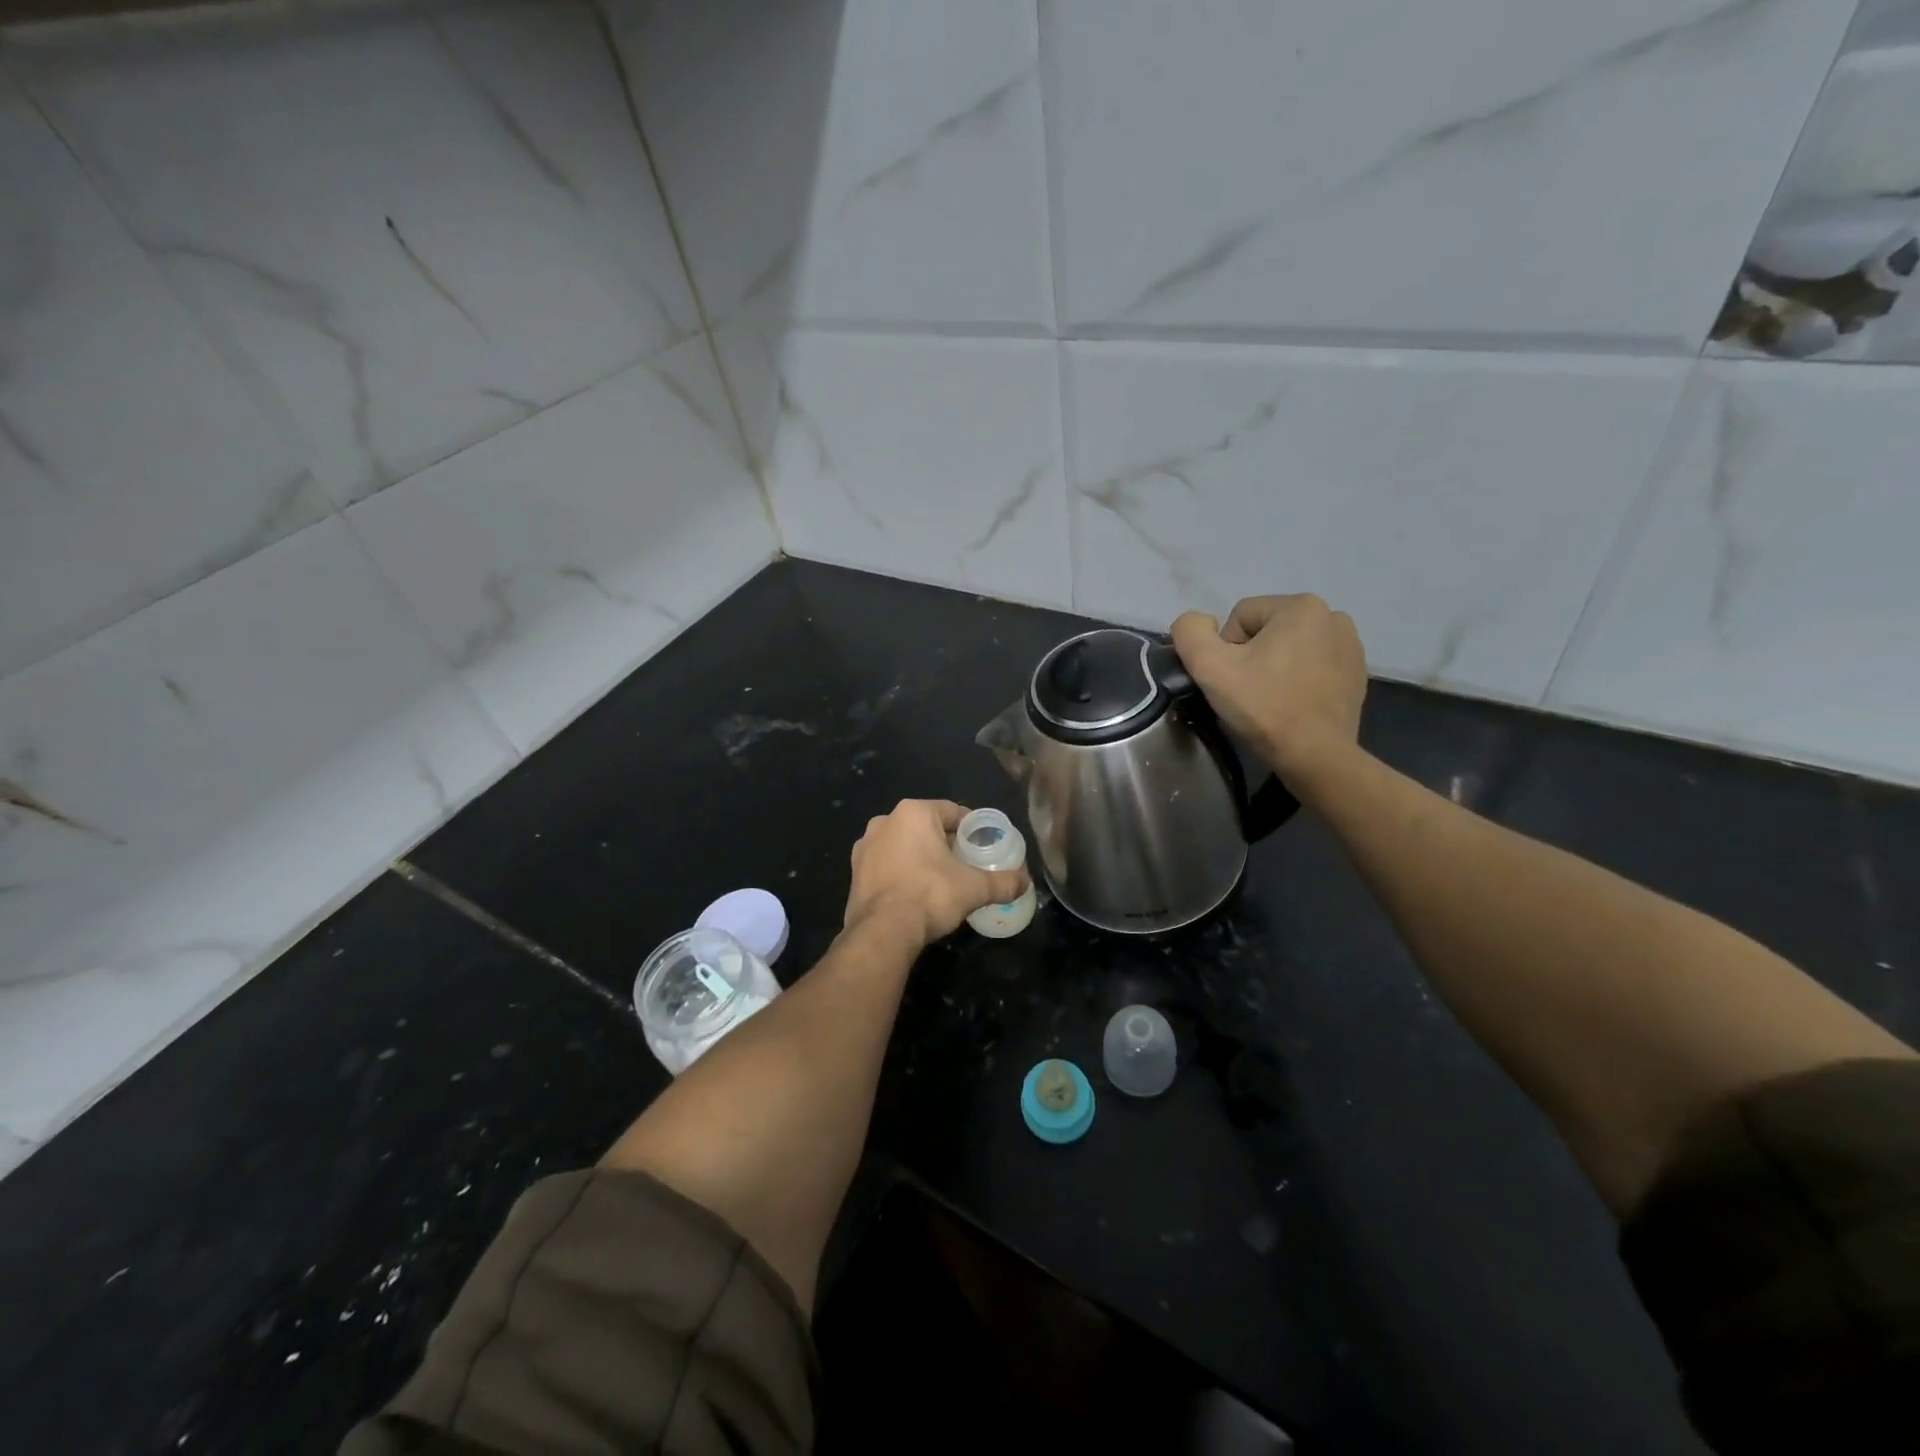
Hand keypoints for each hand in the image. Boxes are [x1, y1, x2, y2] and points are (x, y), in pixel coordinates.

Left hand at [844, 799, 1028, 948]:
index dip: (972, 828)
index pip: (952, 812)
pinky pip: (888, 865)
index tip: (984, 846)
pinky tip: (917, 893)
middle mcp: (885, 821)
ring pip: (904, 846)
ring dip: (922, 858)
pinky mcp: (855, 872)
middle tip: (967, 865)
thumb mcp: (974, 888)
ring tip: (943, 880)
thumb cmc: (930, 895)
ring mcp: (865, 847)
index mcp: (913, 813)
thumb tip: (1025, 883)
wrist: (882, 932)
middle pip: (927, 828)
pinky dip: (903, 873)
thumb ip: (1003, 882)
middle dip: (946, 843)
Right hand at [1169, 594, 1366, 781]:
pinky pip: (1313, 664)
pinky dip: (1298, 678)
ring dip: (1275, 666)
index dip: (1226, 649)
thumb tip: (1198, 623)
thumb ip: (1190, 631)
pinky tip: (1294, 703)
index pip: (1240, 617)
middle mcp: (1332, 616)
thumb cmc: (1263, 706)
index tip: (1233, 680)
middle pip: (1267, 629)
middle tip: (1249, 691)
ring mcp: (1351, 645)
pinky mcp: (1356, 672)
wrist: (1315, 755)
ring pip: (1290, 647)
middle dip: (1252, 656)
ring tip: (1272, 698)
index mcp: (1301, 606)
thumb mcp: (1209, 666)